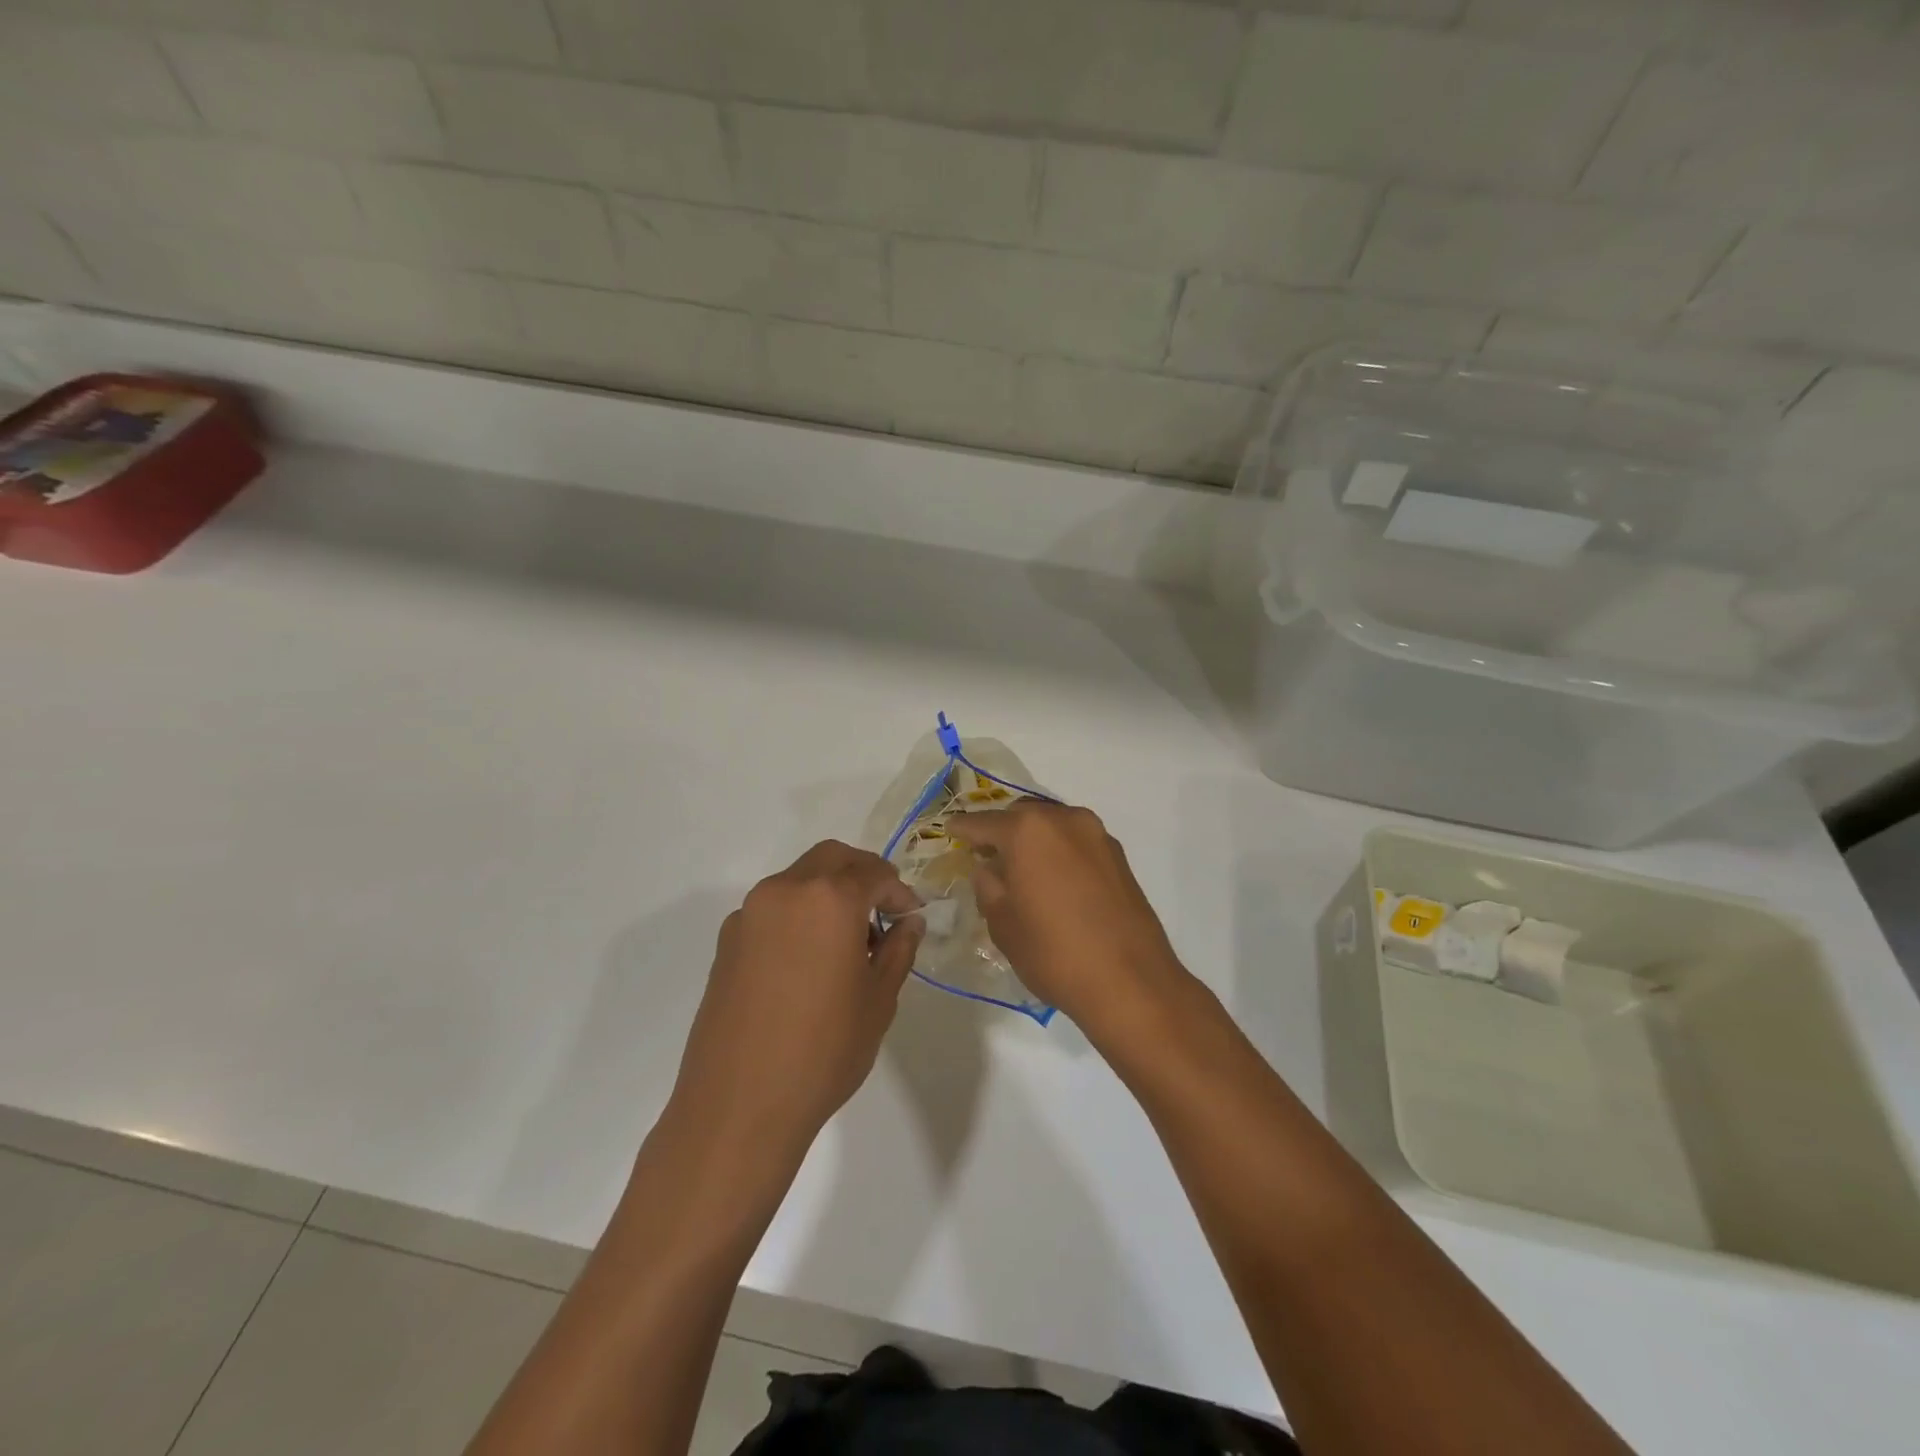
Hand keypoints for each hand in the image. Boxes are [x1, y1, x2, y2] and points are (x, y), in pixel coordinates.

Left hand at [668, 841, 922, 1161]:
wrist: (738, 1105)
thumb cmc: (824, 1051)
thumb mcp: (878, 1000)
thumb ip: (899, 950)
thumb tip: (908, 922)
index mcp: (828, 898)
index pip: (874, 872)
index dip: (899, 890)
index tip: (910, 916)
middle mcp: (785, 891)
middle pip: (831, 859)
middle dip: (862, 875)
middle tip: (882, 912)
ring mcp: (749, 913)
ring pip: (799, 879)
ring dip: (828, 892)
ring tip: (846, 941)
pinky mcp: (727, 940)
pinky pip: (773, 908)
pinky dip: (798, 914)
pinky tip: (808, 960)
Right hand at [952, 802, 1187, 1031]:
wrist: (1130, 981)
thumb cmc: (1054, 952)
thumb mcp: (1003, 924)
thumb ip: (988, 886)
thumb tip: (989, 868)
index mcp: (1028, 830)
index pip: (984, 823)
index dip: (963, 829)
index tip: (950, 831)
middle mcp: (1064, 820)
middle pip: (1022, 815)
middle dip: (1002, 831)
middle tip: (986, 855)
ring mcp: (1097, 835)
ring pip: (1053, 825)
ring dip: (1034, 839)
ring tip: (1021, 869)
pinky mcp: (1118, 856)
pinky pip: (1076, 842)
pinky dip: (1059, 851)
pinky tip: (1053, 880)